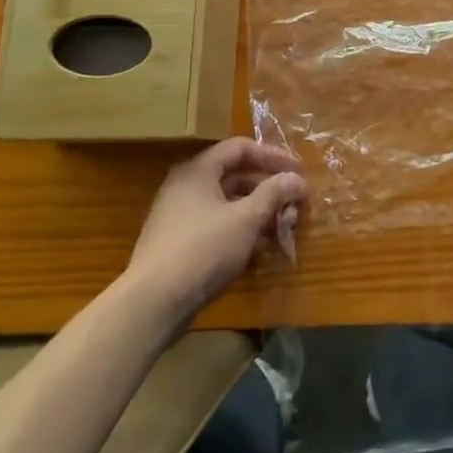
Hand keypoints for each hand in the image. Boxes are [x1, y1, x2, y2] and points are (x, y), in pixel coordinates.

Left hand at [125, 138, 306, 318]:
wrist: (153, 304)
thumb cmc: (203, 250)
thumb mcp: (246, 218)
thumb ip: (274, 193)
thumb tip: (297, 179)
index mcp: (197, 171)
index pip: (239, 148)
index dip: (272, 156)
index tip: (298, 171)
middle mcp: (185, 188)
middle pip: (234, 176)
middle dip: (268, 188)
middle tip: (294, 202)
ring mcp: (179, 217)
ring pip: (227, 204)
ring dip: (257, 211)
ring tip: (282, 226)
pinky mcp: (178, 245)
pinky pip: (217, 226)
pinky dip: (240, 230)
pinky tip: (259, 248)